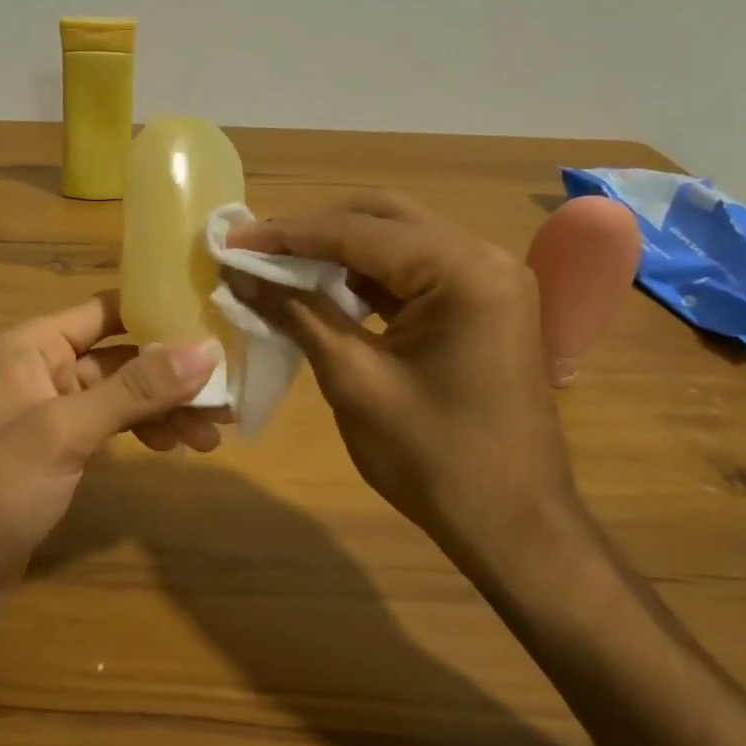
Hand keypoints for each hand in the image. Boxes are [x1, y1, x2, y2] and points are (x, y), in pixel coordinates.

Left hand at [0, 291, 224, 603]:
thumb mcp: (65, 431)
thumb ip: (134, 390)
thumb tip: (206, 349)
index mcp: (31, 345)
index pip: (106, 310)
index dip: (159, 312)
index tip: (215, 322)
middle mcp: (41, 369)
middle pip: (120, 356)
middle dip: (172, 373)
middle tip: (227, 393)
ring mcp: (50, 413)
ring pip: (120, 395)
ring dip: (164, 408)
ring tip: (212, 433)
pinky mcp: (58, 453)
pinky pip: (111, 427)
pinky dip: (143, 432)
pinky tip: (174, 448)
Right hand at [224, 193, 587, 583]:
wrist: (514, 528)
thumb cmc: (434, 458)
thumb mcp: (355, 380)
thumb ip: (298, 314)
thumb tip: (240, 275)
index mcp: (463, 270)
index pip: (359, 231)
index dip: (287, 234)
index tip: (231, 240)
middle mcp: (483, 258)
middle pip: (383, 218)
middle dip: (314, 230)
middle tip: (256, 248)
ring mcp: (487, 281)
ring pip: (397, 241)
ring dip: (338, 251)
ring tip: (279, 266)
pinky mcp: (481, 306)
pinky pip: (413, 273)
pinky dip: (365, 277)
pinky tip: (323, 290)